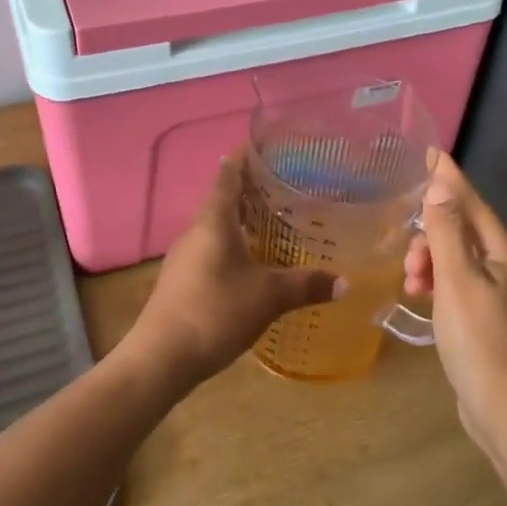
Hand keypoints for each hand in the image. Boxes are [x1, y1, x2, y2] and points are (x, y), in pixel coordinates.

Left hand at [128, 153, 344, 386]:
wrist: (161, 358)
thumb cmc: (215, 312)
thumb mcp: (268, 297)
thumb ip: (305, 285)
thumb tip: (345, 282)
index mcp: (213, 220)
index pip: (228, 174)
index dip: (245, 157)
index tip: (267, 147)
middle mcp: (196, 230)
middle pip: (222, 199)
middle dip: (250, 190)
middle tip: (285, 186)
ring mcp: (185, 256)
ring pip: (216, 226)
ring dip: (241, 220)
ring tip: (274, 221)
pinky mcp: (182, 280)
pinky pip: (211, 249)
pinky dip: (233, 245)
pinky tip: (252, 262)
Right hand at [404, 154, 506, 450]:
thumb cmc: (480, 343)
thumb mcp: (457, 282)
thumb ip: (447, 232)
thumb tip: (439, 187)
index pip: (473, 204)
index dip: (450, 179)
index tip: (431, 152)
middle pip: (464, 233)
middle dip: (431, 238)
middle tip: (409, 265)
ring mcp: (503, 296)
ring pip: (458, 260)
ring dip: (431, 264)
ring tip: (412, 287)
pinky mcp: (491, 320)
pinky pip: (459, 284)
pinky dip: (439, 284)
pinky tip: (422, 299)